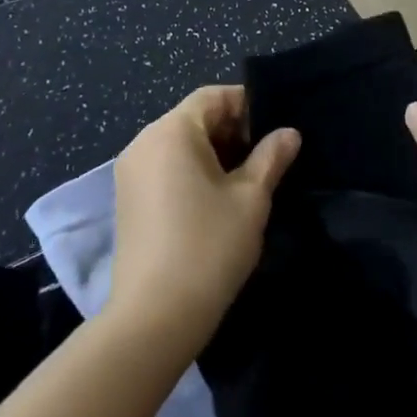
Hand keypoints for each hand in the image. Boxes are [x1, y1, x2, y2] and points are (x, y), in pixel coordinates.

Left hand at [106, 86, 299, 357]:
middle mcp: (144, 143)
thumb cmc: (208, 247)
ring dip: (215, 154)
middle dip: (233, 131)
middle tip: (268, 157)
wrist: (153, 319)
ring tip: (248, 181)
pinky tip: (218, 201)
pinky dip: (193, 172)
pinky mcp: (128, 201)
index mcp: (171, 131)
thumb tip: (288, 133)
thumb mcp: (250, 198)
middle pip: (195, 118)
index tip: (276, 130)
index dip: (248, 105)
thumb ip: (271, 157)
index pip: (213, 97)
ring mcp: (131, 173)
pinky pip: (166, 168)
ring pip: (180, 145)